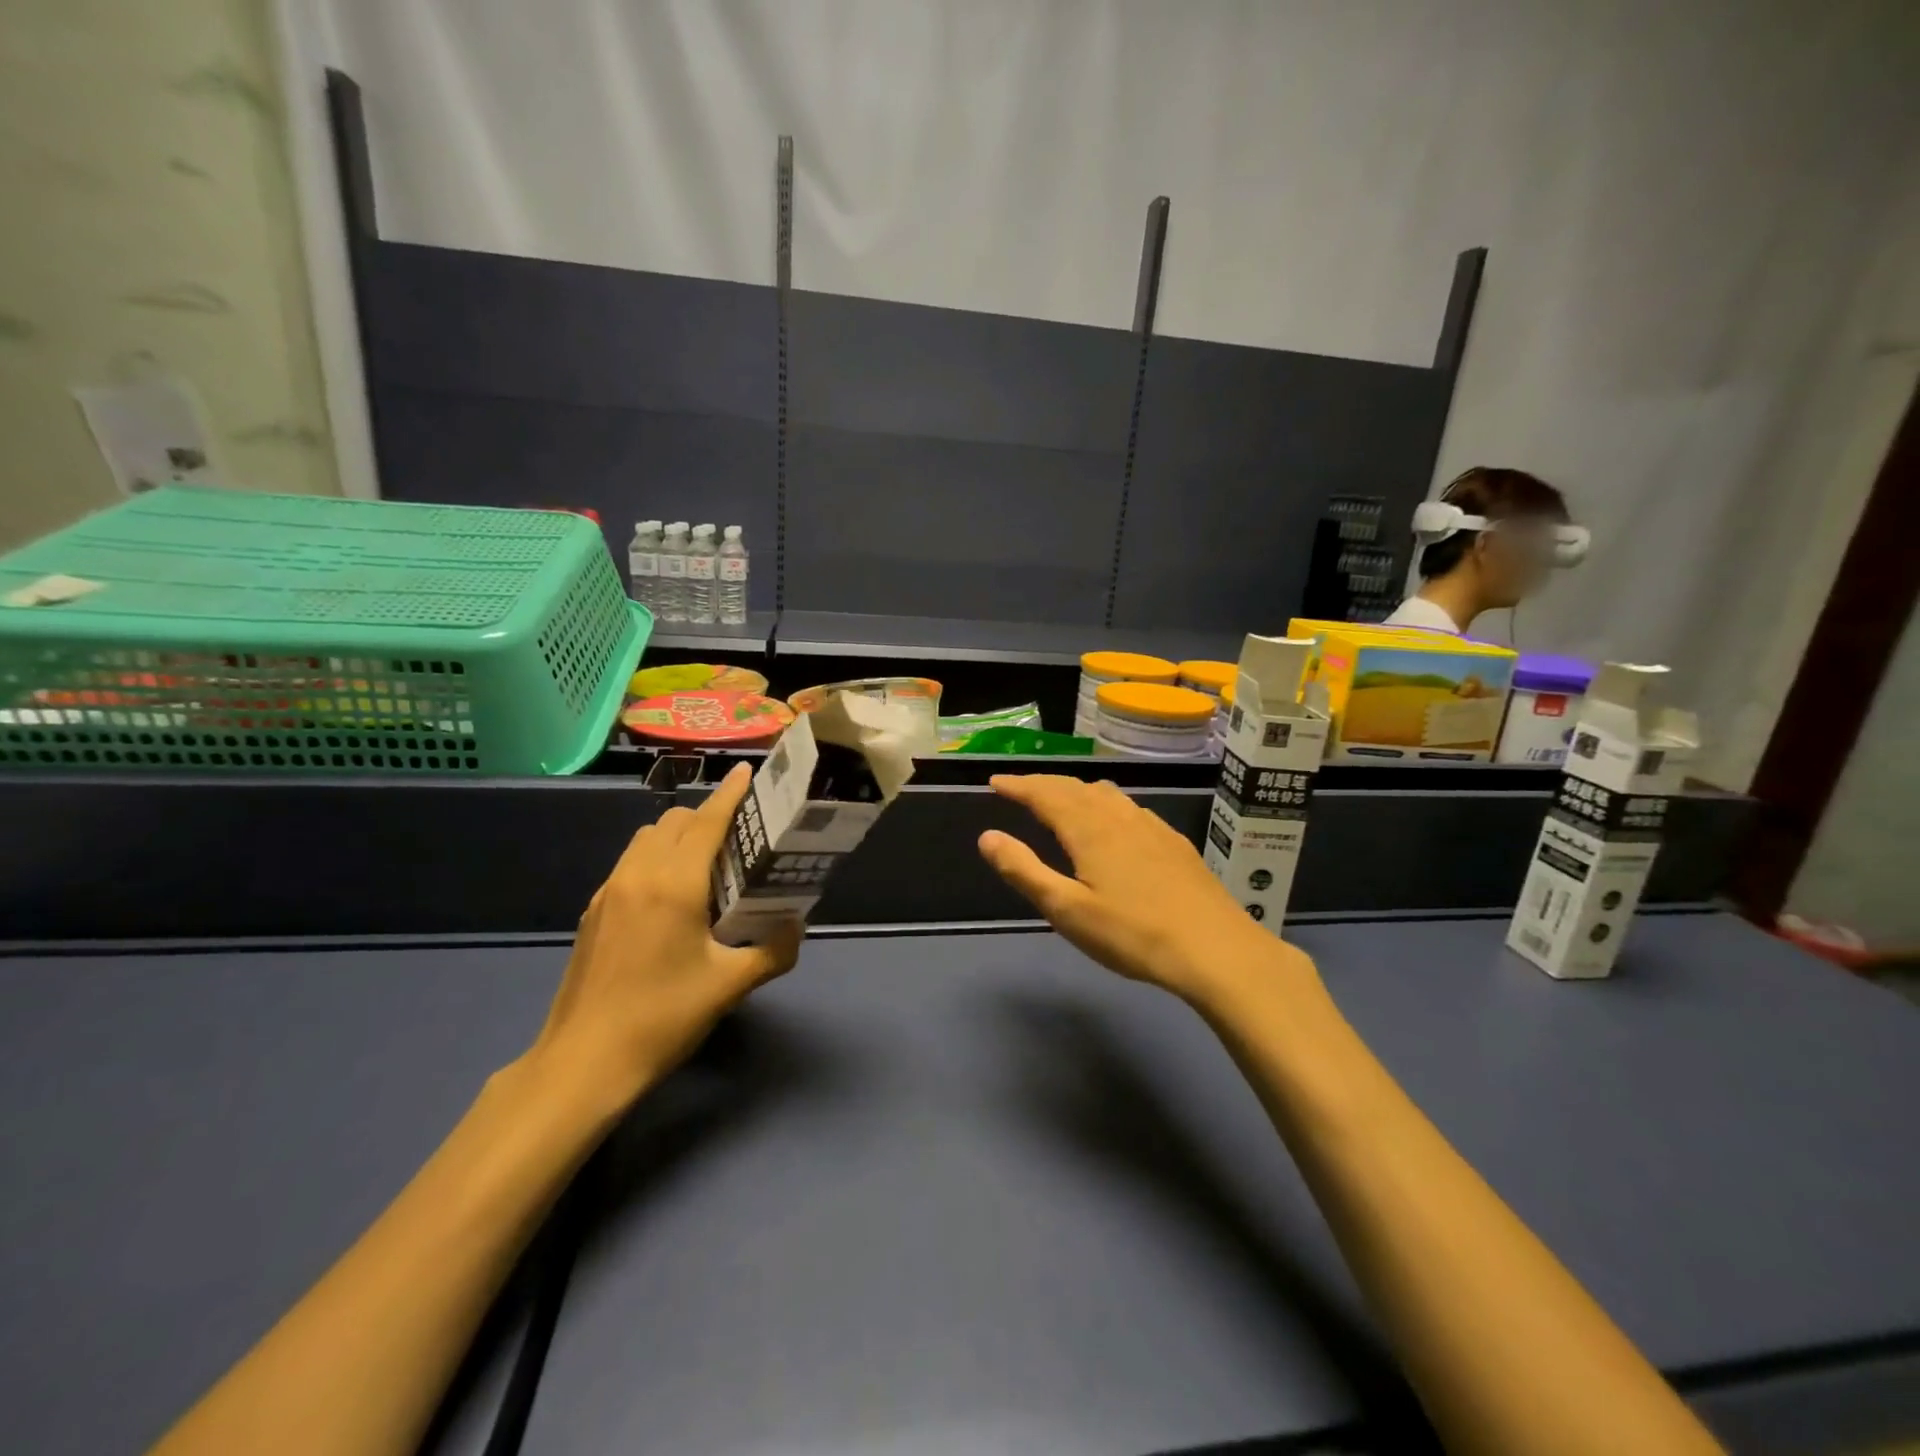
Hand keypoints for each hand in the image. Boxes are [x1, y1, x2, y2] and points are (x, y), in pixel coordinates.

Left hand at [529, 763, 800, 1103]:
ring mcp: (609, 892)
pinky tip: (672, 899)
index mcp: (674, 885)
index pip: (706, 822)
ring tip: (707, 866)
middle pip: (675, 822)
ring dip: (678, 836)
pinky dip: (656, 859)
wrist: (583, 1063)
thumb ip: (774, 951)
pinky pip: (630, 863)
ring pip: (647, 838)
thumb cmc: (663, 1018)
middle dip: (707, 817)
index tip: (747, 772)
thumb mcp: (730, 986)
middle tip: (740, 839)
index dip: (729, 794)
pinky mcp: (593, 912)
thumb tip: (795, 927)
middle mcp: (638, 875)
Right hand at [977, 774, 1314, 1010]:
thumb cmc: (1133, 934)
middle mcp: (1120, 817)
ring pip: (1106, 795)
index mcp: (1090, 829)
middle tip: (1020, 788)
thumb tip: (987, 837)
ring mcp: (1152, 827)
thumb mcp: (1068, 910)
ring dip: (1075, 791)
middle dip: (1043, 784)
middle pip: (1075, 788)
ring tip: (1061, 800)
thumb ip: (1024, 871)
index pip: (1045, 794)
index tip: (995, 781)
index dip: (1018, 785)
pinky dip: (1106, 804)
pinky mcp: (1174, 842)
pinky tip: (1114, 824)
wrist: (1216, 949)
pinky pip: (1130, 808)